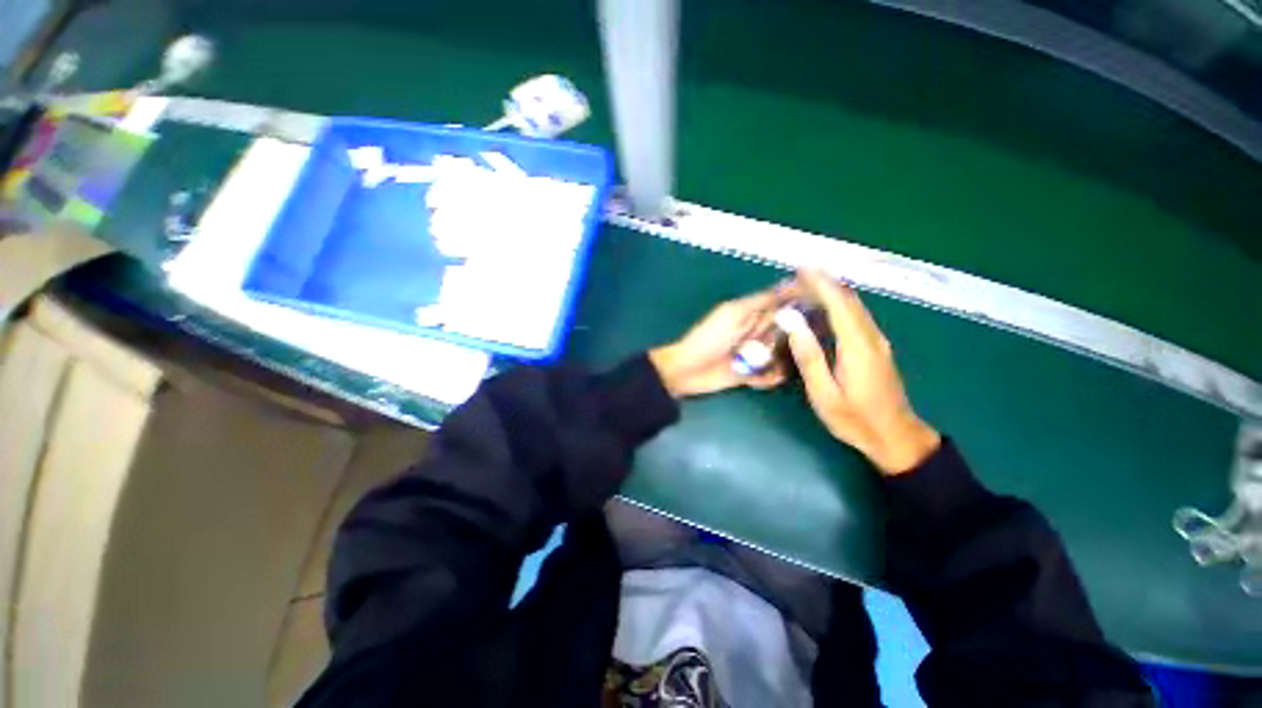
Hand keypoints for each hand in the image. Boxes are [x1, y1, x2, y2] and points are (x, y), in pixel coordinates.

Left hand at [649, 288, 790, 398]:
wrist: (687, 369)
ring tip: (768, 365)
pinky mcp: (751, 374)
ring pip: (783, 355)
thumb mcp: (734, 313)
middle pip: (788, 331)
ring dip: (780, 361)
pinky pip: (771, 374)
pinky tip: (755, 379)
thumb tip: (791, 285)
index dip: (801, 303)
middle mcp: (757, 331)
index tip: (822, 305)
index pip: (782, 303)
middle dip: (794, 338)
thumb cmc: (709, 338)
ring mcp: (755, 353)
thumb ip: (761, 301)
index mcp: (752, 313)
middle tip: (792, 347)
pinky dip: (768, 377)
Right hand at [782, 270, 939, 474]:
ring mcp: (878, 342)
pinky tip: (824, 308)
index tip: (801, 269)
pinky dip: (839, 305)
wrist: (896, 437)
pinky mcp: (877, 347)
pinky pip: (857, 317)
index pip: (838, 304)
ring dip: (832, 292)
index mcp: (857, 346)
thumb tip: (792, 323)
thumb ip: (809, 357)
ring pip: (855, 306)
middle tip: (798, 276)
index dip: (820, 283)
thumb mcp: (824, 394)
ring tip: (807, 285)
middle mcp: (871, 337)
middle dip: (825, 283)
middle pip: (849, 300)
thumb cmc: (854, 419)